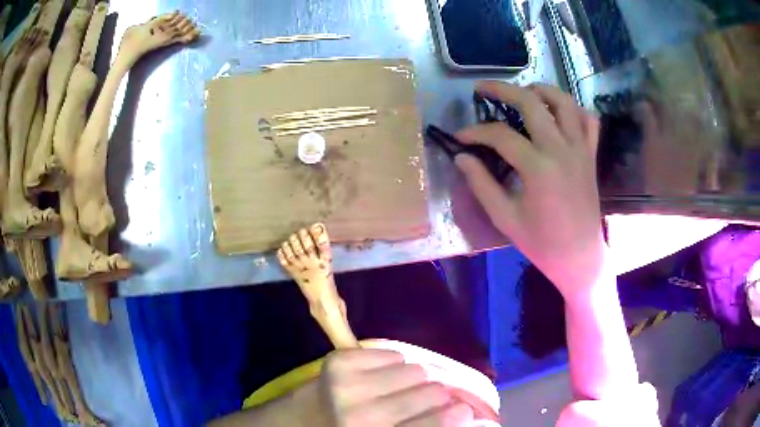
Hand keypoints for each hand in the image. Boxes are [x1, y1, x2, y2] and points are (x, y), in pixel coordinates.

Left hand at [308, 348, 473, 425]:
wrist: (306, 417)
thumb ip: (423, 426)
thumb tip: (463, 413)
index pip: (431, 424)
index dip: (455, 415)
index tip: (465, 410)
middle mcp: (360, 415)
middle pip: (429, 392)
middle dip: (436, 395)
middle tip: (429, 398)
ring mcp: (346, 385)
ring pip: (414, 369)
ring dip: (413, 379)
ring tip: (398, 388)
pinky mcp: (338, 361)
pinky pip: (390, 353)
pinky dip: (391, 364)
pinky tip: (378, 377)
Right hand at [455, 81, 604, 298]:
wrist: (580, 258)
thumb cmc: (542, 243)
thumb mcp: (506, 218)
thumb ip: (482, 184)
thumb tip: (462, 157)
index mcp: (538, 168)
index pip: (500, 135)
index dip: (475, 132)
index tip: (460, 136)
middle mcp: (561, 149)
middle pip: (531, 102)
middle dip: (502, 89)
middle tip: (482, 88)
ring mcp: (580, 149)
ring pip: (563, 101)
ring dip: (540, 90)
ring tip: (523, 92)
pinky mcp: (591, 154)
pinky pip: (588, 120)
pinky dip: (573, 108)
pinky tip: (559, 112)